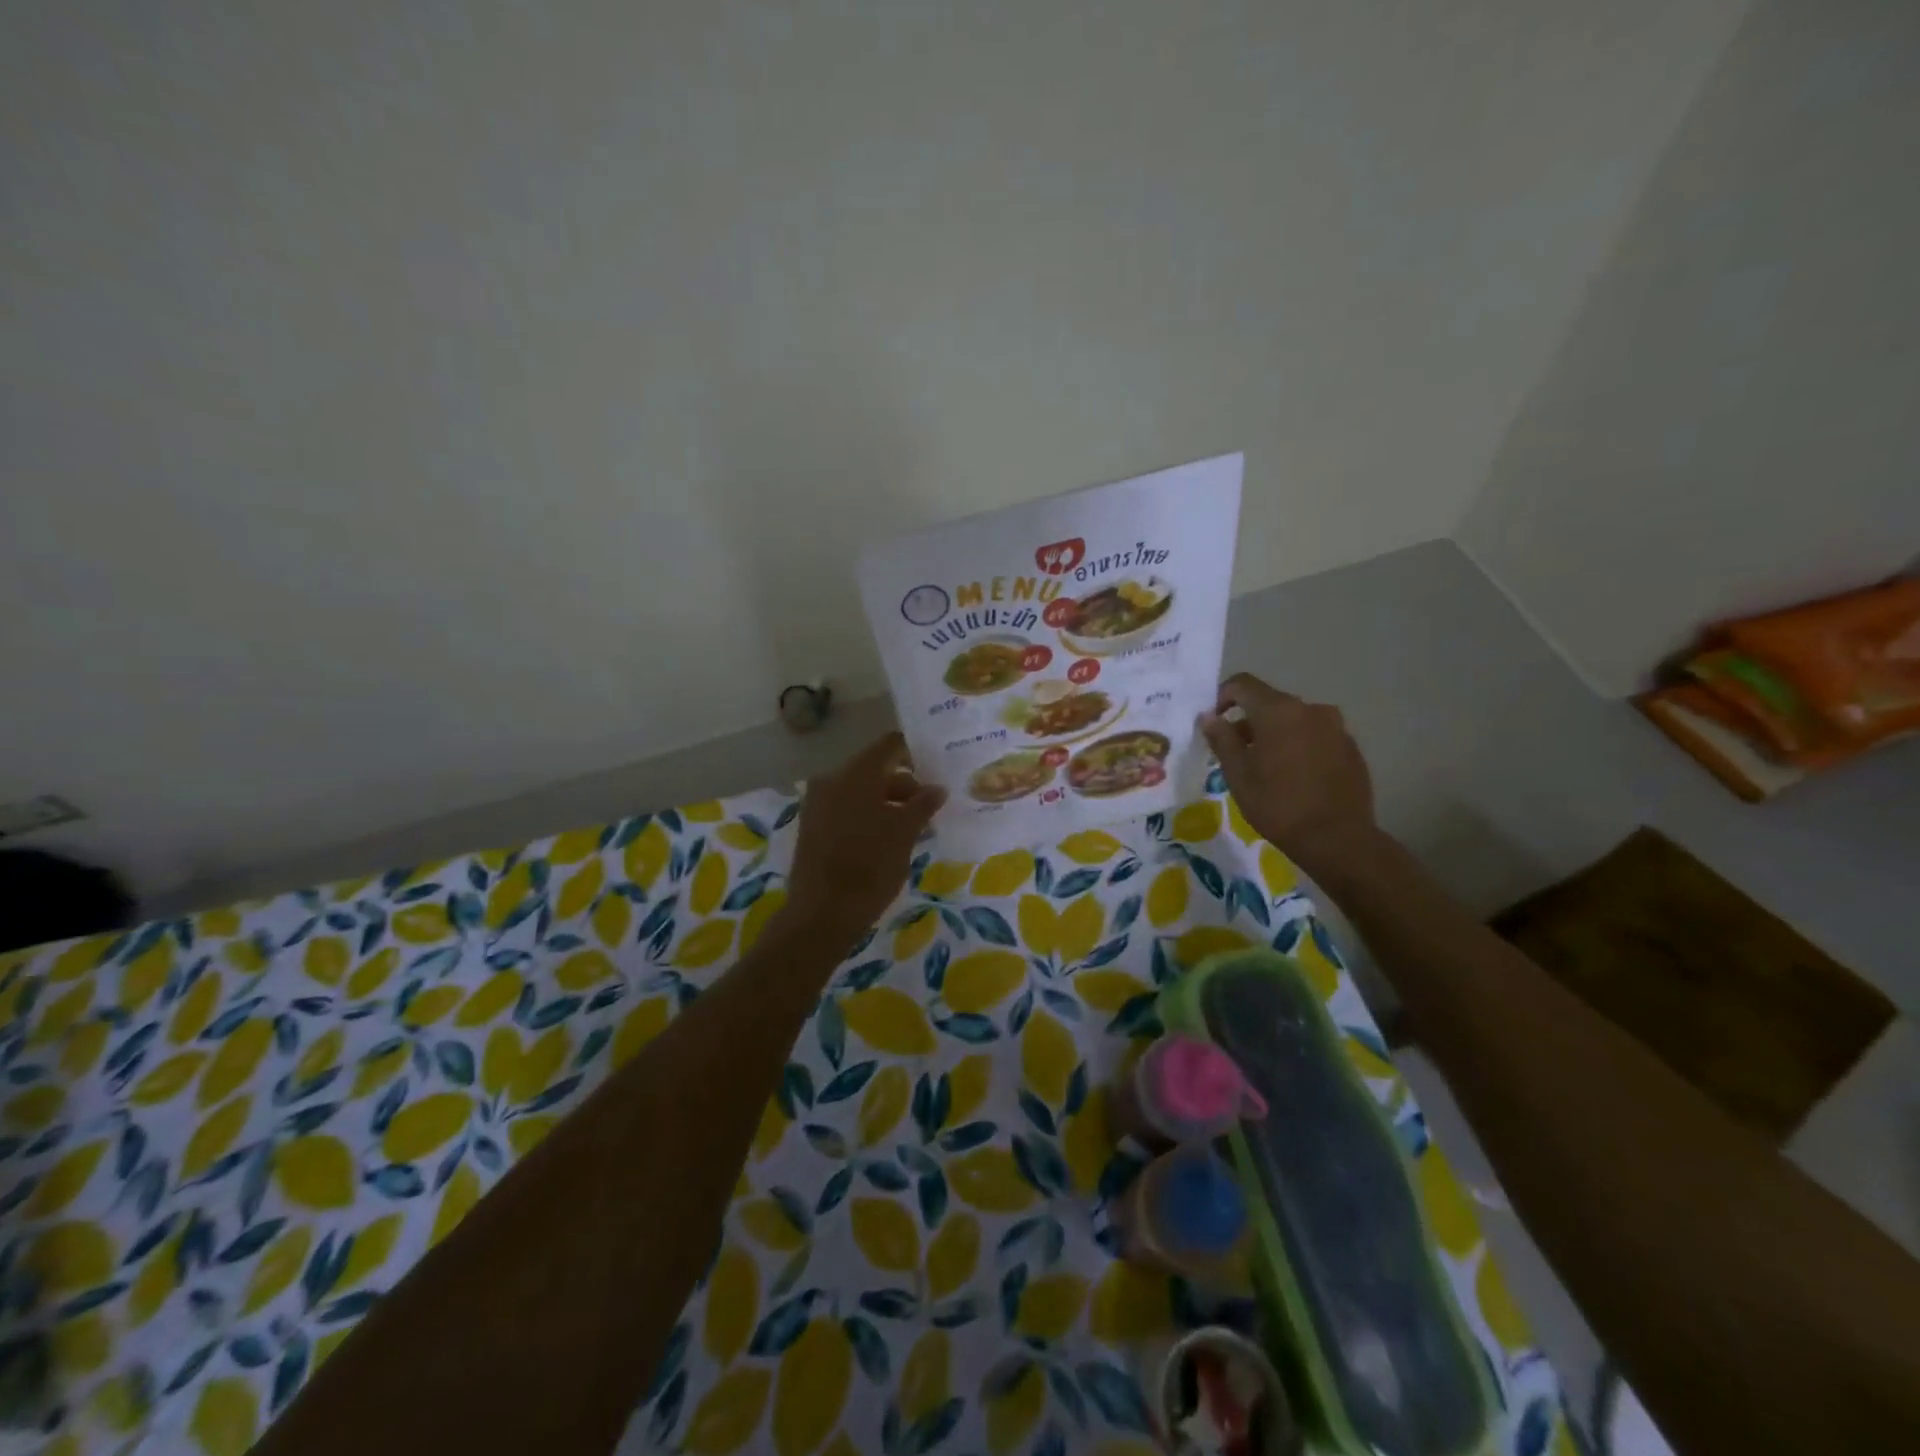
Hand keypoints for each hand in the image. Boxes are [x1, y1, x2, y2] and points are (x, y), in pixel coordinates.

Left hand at [786, 732, 946, 948]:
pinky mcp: (812, 827)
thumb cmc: (869, 867)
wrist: (821, 915)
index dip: (914, 752)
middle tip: (930, 808)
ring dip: (887, 803)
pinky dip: (868, 816)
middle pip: (875, 770)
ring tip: (914, 828)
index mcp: (855, 774)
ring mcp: (818, 803)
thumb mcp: (904, 834)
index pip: (889, 745)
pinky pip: (846, 809)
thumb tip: (937, 788)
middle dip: (905, 786)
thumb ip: (923, 805)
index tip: (936, 768)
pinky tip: (887, 839)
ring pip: (860, 792)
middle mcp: (832, 780)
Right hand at [1198, 673, 1378, 876]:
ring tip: (1266, 767)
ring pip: (1295, 721)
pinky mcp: (1351, 748)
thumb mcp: (1238, 774)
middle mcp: (1311, 709)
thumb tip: (1209, 717)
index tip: (1213, 720)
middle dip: (1249, 721)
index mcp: (1279, 711)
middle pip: (1270, 703)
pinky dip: (1300, 747)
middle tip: (1235, 751)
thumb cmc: (1278, 804)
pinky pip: (1316, 737)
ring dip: (1275, 734)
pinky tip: (1294, 777)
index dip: (1222, 696)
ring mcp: (1336, 728)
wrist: (1337, 838)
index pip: (1243, 684)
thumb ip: (1222, 739)